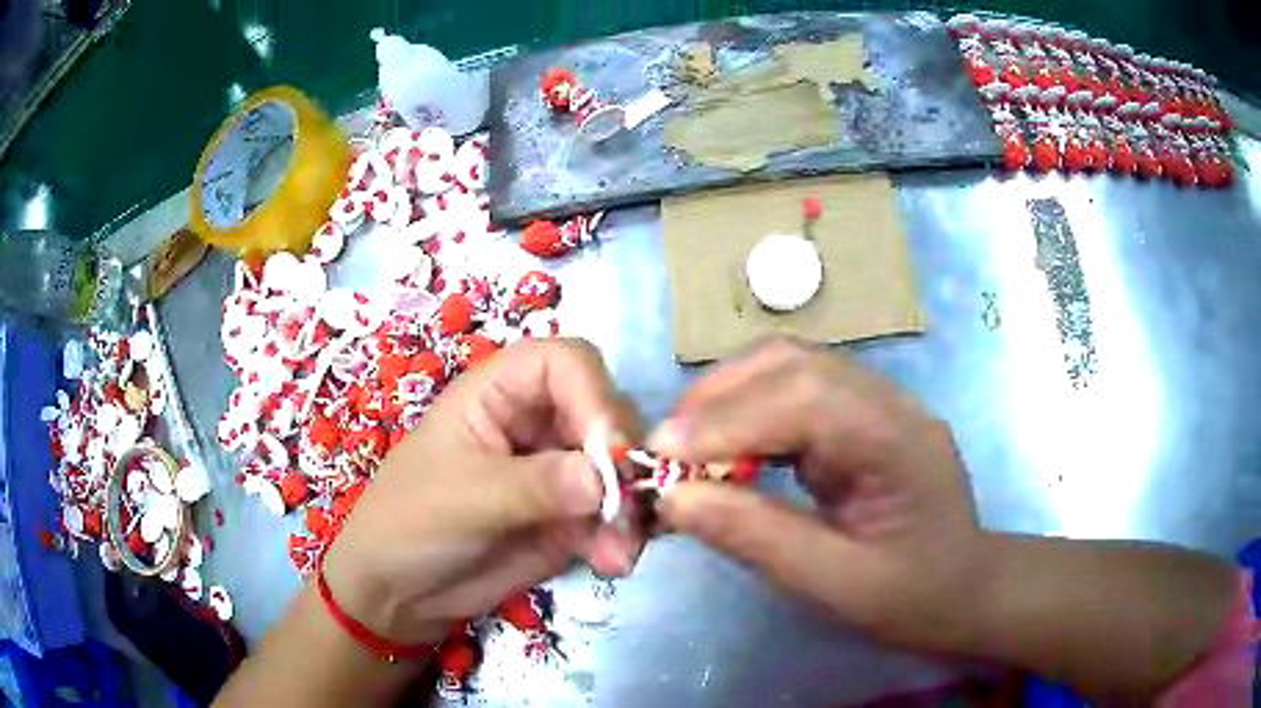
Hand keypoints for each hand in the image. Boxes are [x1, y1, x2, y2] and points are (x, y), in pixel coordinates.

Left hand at [321, 339, 641, 645]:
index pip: (566, 363)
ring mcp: (557, 473)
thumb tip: (605, 478)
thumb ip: (537, 485)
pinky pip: (616, 515)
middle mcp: (537, 423)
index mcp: (499, 393)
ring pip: (622, 470)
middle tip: (625, 510)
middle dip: (624, 461)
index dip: (596, 394)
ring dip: (633, 508)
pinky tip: (612, 563)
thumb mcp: (465, 498)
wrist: (398, 593)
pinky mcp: (570, 519)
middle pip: (607, 414)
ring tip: (618, 553)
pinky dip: (625, 536)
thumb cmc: (410, 523)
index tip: (611, 450)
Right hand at [651, 338, 989, 651]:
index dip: (727, 419)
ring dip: (727, 401)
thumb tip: (674, 499)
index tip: (662, 457)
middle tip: (665, 451)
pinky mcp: (856, 418)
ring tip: (684, 451)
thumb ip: (758, 538)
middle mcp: (887, 404)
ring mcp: (874, 404)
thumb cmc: (914, 597)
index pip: (805, 398)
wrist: (965, 590)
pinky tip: (724, 453)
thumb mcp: (837, 586)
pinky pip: (792, 395)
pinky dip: (747, 415)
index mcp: (899, 441)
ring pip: (788, 369)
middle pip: (793, 364)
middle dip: (718, 399)